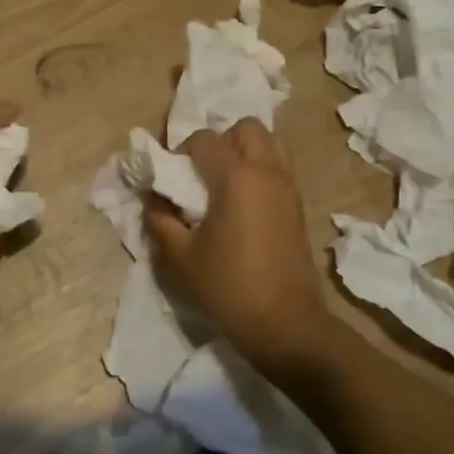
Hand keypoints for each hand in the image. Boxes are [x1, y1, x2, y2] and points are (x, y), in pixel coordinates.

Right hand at [144, 119, 331, 380]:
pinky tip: (243, 204)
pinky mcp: (299, 205)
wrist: (287, 325)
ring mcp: (288, 187)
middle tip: (202, 173)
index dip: (181, 152)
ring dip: (245, 151)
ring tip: (225, 184)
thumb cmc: (229, 288)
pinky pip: (279, 167)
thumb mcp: (180, 257)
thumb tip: (153, 199)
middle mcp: (267, 171)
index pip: (204, 140)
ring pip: (270, 143)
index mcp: (237, 177)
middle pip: (246, 128)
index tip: (171, 180)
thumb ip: (161, 220)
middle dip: (220, 141)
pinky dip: (261, 170)